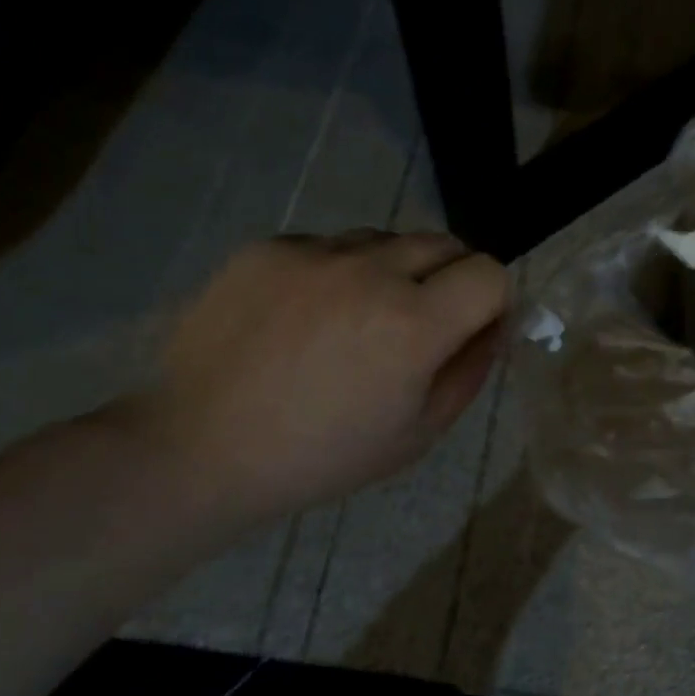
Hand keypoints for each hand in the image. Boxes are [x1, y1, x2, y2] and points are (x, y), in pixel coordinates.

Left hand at [128, 231, 508, 522]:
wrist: (200, 449)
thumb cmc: (321, 456)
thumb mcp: (418, 433)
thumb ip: (470, 371)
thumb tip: (494, 325)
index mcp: (413, 324)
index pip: (490, 273)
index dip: (492, 301)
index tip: (472, 328)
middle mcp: (370, 271)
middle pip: (445, 243)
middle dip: (451, 278)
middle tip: (420, 324)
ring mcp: (314, 253)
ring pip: (387, 239)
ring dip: (394, 270)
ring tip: (357, 318)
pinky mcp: (268, 247)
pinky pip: (330, 245)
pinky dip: (337, 271)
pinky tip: (306, 316)